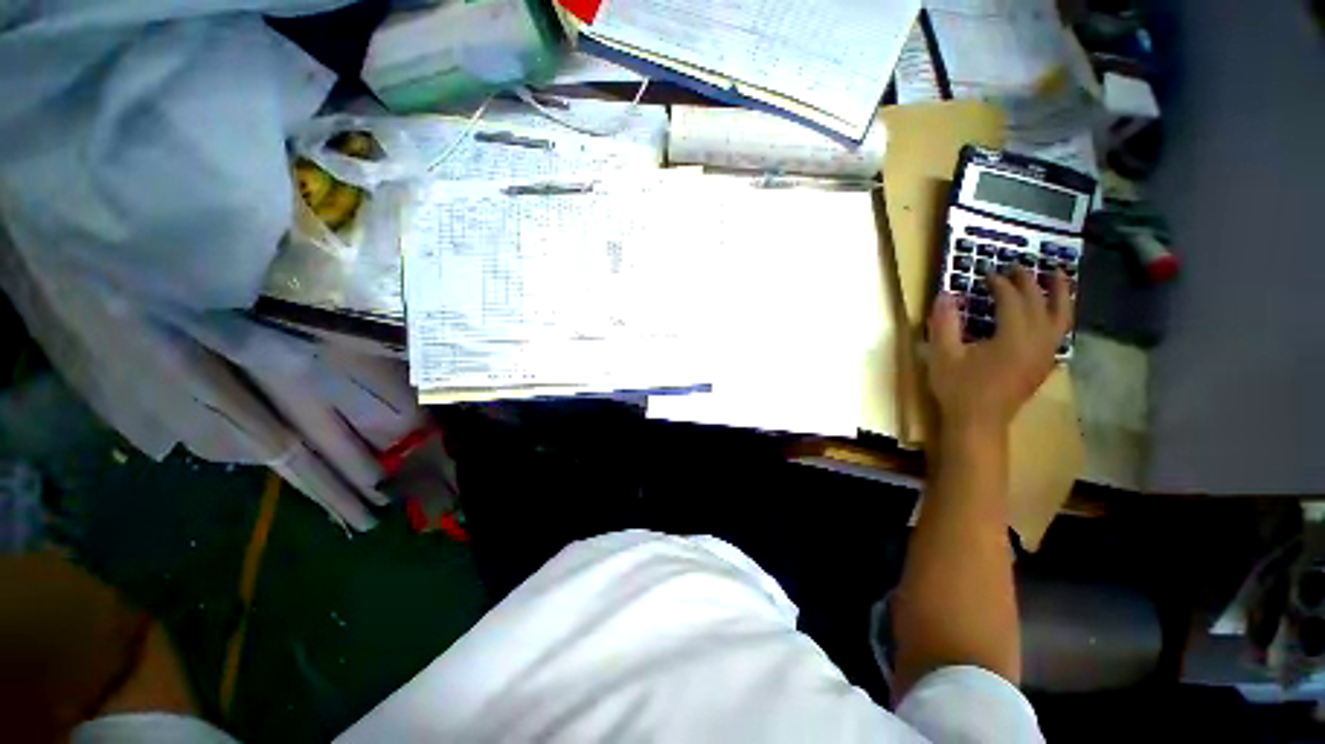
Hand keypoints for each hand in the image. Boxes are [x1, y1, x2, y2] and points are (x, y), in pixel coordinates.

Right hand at [927, 267, 1072, 434]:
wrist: (978, 424)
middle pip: (1041, 303)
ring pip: (1062, 316)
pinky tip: (1053, 311)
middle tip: (1017, 266)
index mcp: (1014, 337)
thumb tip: (945, 293)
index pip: (1013, 300)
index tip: (986, 272)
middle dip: (1029, 282)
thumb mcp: (943, 355)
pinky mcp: (1044, 364)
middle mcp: (1038, 341)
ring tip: (1057, 274)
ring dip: (1060, 293)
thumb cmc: (958, 389)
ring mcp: (1045, 354)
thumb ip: (944, 323)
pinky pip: (1060, 332)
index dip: (1000, 283)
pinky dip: (1060, 314)